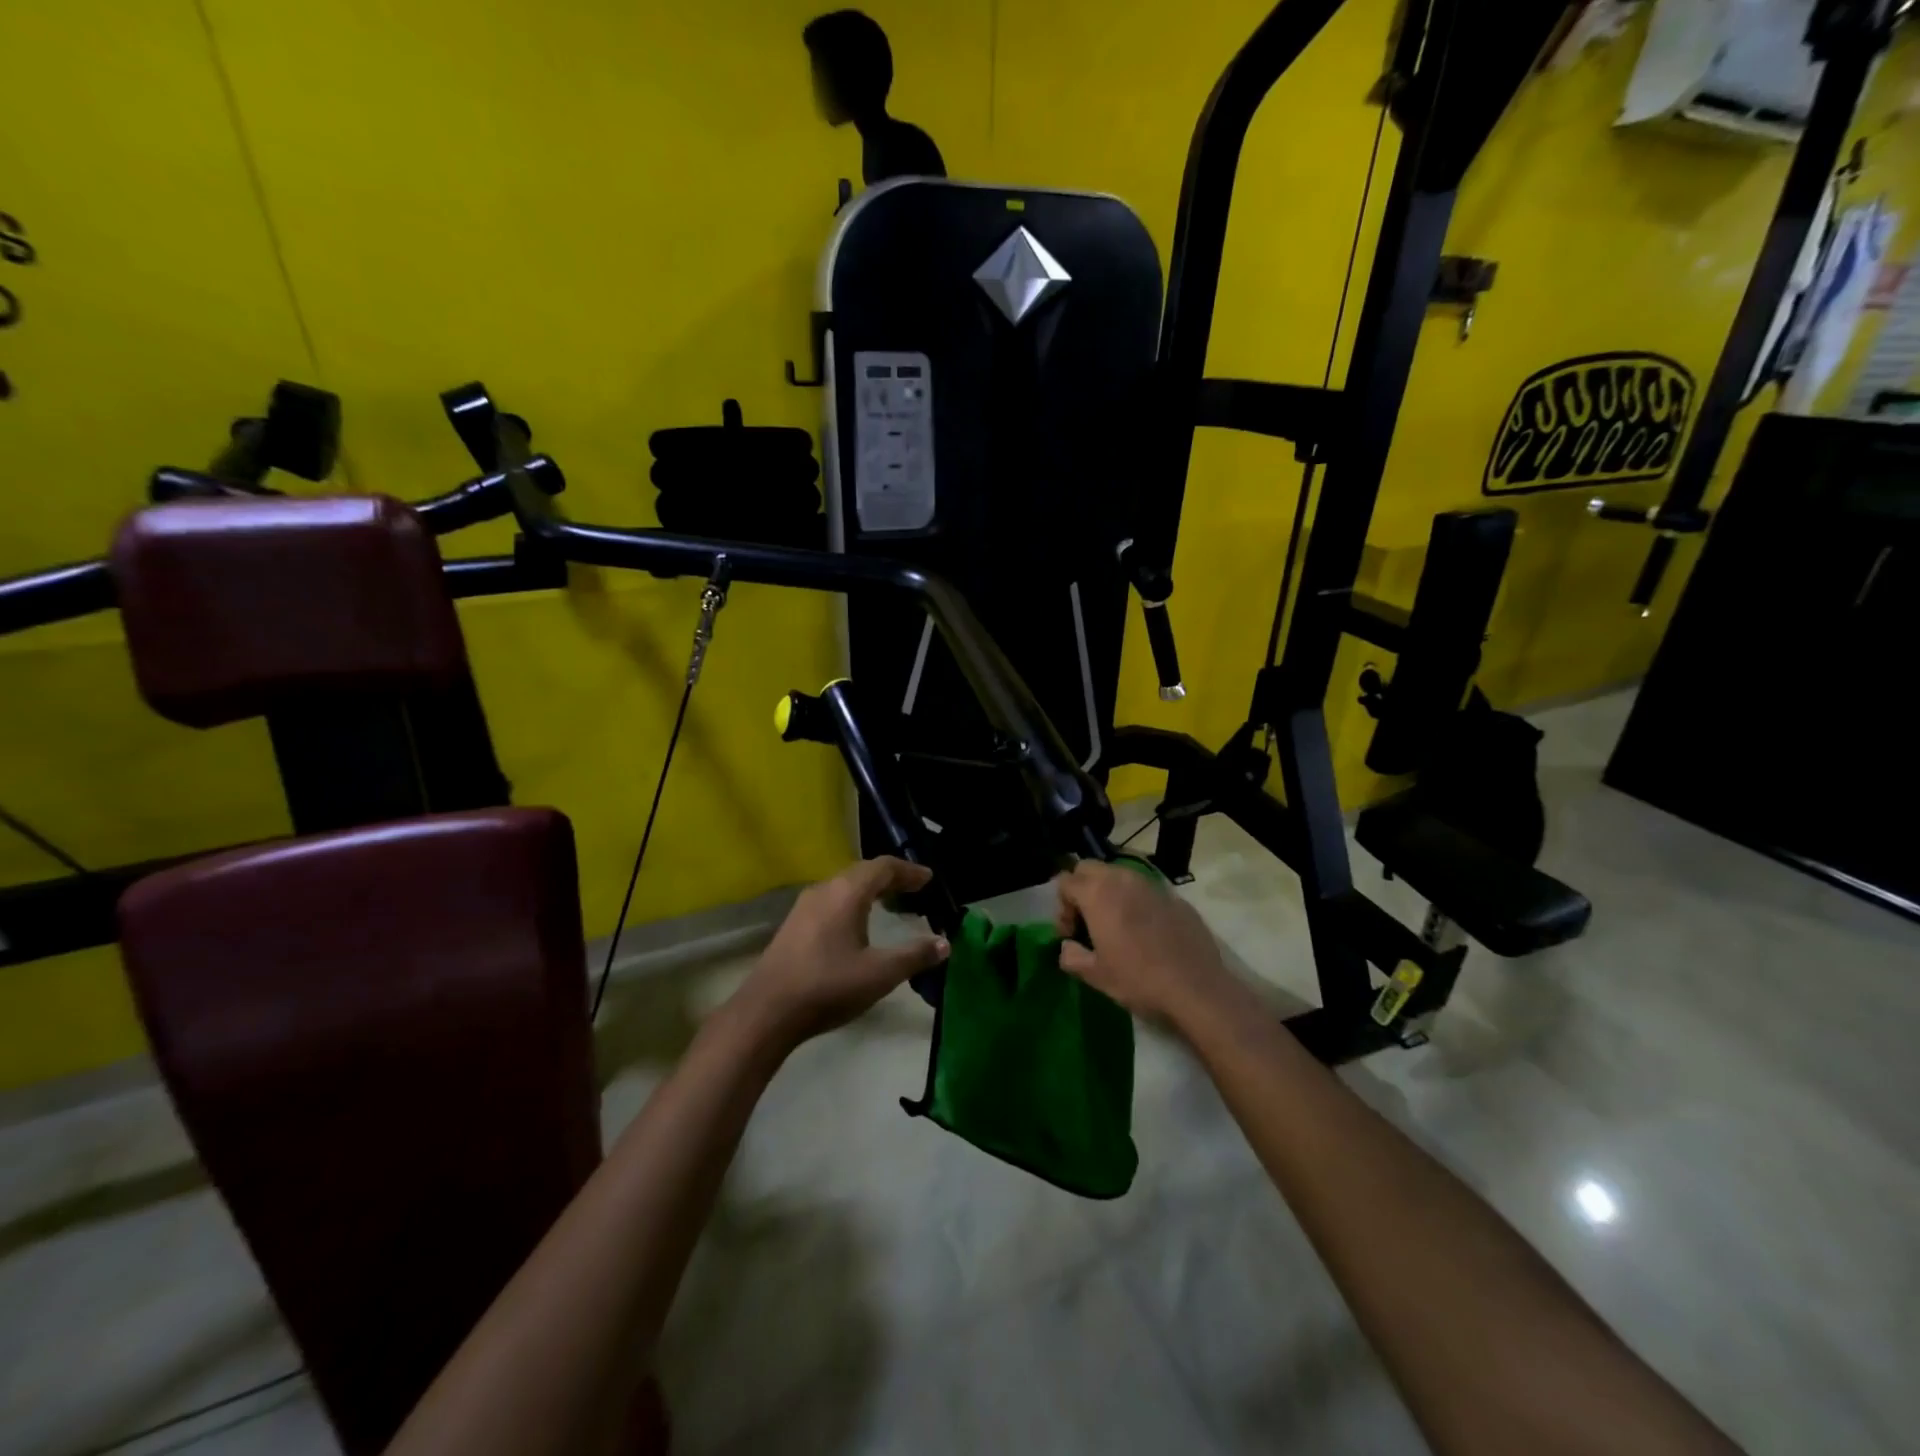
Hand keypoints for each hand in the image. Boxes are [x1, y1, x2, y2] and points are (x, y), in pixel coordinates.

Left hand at [741, 857, 949, 1046]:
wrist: (766, 1012)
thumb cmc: (828, 986)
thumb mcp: (880, 974)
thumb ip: (914, 956)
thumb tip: (945, 943)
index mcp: (847, 892)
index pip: (883, 867)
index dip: (909, 871)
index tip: (929, 880)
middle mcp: (825, 889)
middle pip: (862, 871)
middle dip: (890, 877)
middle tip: (913, 890)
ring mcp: (804, 906)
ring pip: (844, 885)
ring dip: (869, 889)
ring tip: (889, 903)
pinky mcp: (793, 925)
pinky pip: (831, 900)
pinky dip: (852, 902)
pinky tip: (856, 924)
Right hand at [1053, 859, 1231, 1025]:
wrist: (1197, 989)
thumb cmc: (1138, 980)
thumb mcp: (1095, 975)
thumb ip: (1071, 956)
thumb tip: (1068, 947)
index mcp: (1098, 894)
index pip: (1065, 882)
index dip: (1061, 908)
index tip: (1070, 935)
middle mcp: (1123, 879)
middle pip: (1089, 868)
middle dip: (1082, 889)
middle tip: (1088, 922)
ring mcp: (1152, 885)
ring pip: (1119, 875)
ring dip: (1110, 893)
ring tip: (1117, 925)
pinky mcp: (1175, 897)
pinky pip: (1146, 891)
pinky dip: (1138, 903)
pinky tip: (1147, 933)